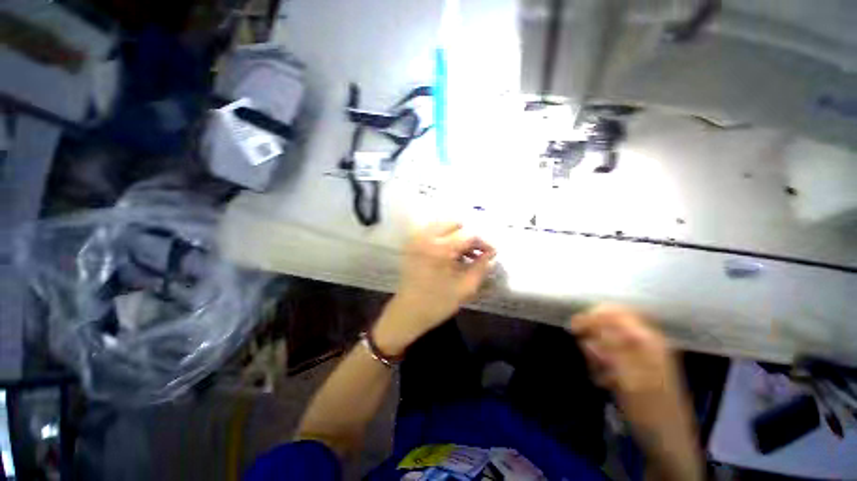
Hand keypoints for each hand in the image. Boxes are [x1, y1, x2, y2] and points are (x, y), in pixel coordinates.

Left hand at [373, 222, 496, 355]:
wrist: (407, 312)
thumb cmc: (437, 303)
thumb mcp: (465, 288)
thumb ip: (481, 268)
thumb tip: (491, 255)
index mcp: (440, 248)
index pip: (469, 235)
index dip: (484, 243)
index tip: (492, 253)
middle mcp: (427, 237)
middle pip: (456, 224)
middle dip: (469, 238)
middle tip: (476, 254)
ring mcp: (417, 238)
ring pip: (444, 225)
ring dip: (457, 236)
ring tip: (465, 255)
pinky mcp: (412, 243)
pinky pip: (433, 231)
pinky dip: (445, 238)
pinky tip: (450, 254)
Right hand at [567, 305, 687, 437]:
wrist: (669, 443)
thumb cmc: (649, 412)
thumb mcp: (627, 379)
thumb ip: (609, 348)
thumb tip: (589, 326)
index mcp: (647, 340)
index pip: (614, 313)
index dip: (591, 316)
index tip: (573, 329)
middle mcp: (648, 342)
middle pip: (610, 324)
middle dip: (594, 337)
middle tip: (590, 358)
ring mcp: (645, 355)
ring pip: (610, 340)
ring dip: (598, 353)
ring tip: (598, 375)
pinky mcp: (640, 368)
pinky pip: (614, 355)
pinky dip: (605, 364)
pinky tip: (605, 380)